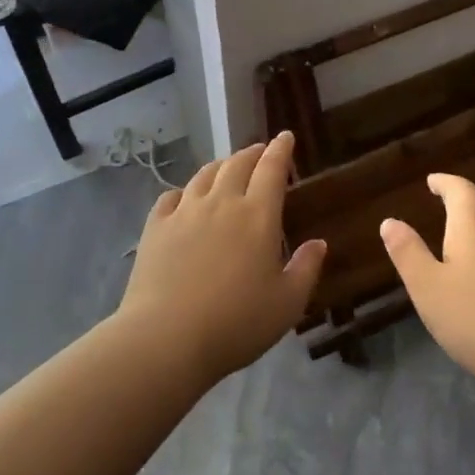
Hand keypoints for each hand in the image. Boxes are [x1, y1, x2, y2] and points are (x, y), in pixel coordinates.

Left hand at [116, 132, 326, 382]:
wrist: (167, 337)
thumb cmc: (236, 323)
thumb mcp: (287, 304)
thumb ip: (306, 269)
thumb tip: (318, 243)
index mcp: (257, 216)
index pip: (271, 169)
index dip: (280, 150)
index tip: (285, 137)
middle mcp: (221, 203)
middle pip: (237, 164)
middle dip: (252, 153)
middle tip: (259, 151)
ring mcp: (184, 212)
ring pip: (204, 175)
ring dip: (220, 166)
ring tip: (227, 168)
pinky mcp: (155, 226)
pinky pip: (171, 196)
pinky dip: (184, 191)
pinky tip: (184, 198)